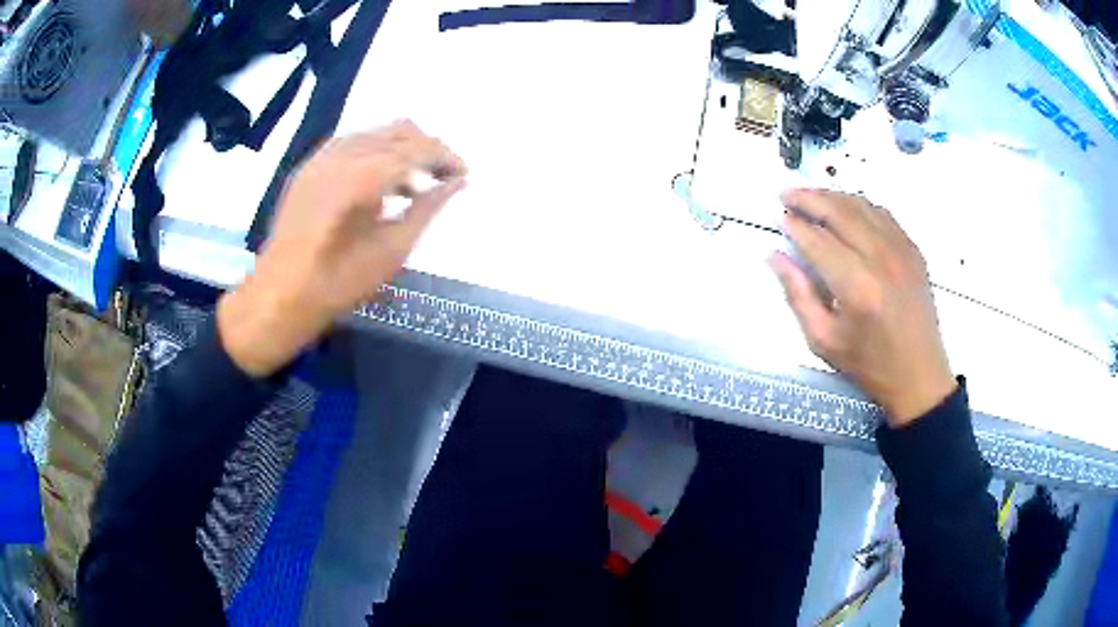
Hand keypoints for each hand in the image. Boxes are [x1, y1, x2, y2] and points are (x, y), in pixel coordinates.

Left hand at [218, 121, 467, 376]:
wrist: (278, 295)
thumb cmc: (337, 284)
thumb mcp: (391, 252)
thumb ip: (426, 209)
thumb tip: (455, 183)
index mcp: (360, 177)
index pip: (416, 149)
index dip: (445, 158)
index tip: (464, 174)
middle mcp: (340, 155)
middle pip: (397, 131)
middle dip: (427, 148)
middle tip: (444, 177)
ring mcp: (320, 158)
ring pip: (375, 133)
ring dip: (402, 149)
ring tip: (415, 183)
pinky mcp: (309, 166)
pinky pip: (352, 143)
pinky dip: (375, 153)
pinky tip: (380, 181)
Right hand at [770, 189, 955, 426]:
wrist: (919, 376)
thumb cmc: (869, 365)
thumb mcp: (823, 340)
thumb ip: (797, 295)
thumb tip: (775, 256)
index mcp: (856, 285)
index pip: (817, 240)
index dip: (795, 224)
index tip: (779, 215)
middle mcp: (880, 258)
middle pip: (839, 211)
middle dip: (810, 198)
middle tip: (787, 193)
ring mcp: (901, 250)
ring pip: (862, 205)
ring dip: (833, 196)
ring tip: (813, 197)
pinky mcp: (913, 250)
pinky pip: (883, 214)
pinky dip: (860, 205)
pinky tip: (847, 209)